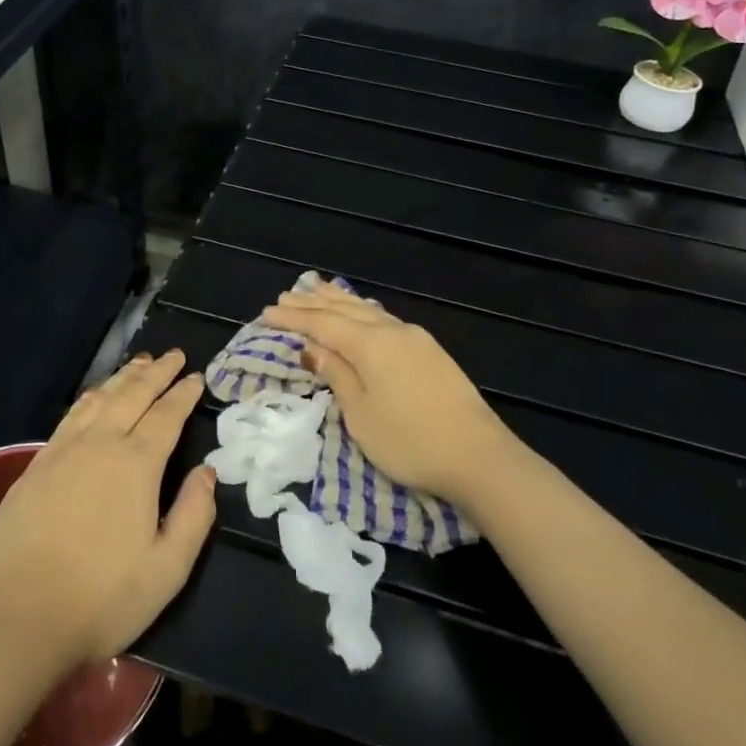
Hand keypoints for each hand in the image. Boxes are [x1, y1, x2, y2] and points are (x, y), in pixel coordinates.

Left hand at [0, 350, 216, 672]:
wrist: (16, 620)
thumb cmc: (101, 598)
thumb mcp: (167, 569)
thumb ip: (194, 515)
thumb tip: (207, 472)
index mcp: (136, 464)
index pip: (166, 415)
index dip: (183, 393)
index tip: (197, 376)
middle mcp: (100, 444)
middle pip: (133, 394)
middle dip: (157, 372)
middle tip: (173, 355)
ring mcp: (62, 452)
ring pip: (99, 398)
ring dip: (123, 377)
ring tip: (140, 363)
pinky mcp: (35, 466)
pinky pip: (71, 415)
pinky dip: (91, 397)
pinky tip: (94, 397)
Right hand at [263, 281, 513, 506]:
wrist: (479, 456)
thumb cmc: (409, 441)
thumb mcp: (361, 414)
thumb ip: (337, 375)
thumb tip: (312, 347)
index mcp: (370, 343)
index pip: (322, 324)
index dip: (293, 318)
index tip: (266, 313)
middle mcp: (392, 330)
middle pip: (345, 310)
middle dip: (313, 303)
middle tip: (286, 295)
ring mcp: (415, 339)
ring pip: (367, 310)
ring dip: (339, 301)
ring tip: (318, 288)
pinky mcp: (430, 352)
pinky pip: (384, 318)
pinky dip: (362, 311)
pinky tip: (361, 311)